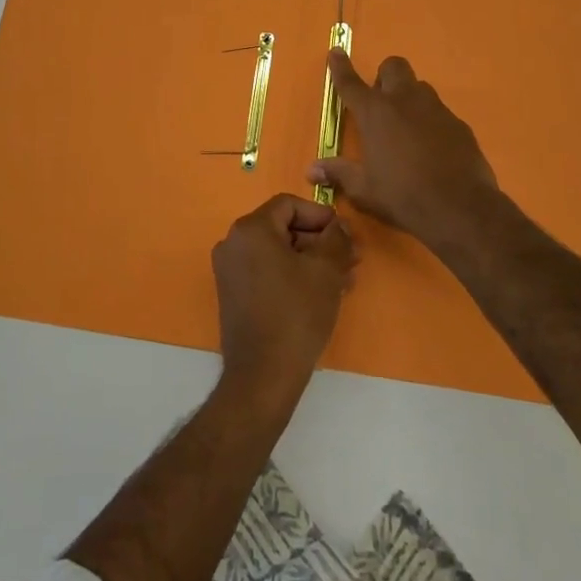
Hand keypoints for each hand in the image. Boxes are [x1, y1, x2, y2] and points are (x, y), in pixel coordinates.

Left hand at [212, 193, 355, 409]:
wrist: (263, 376)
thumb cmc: (296, 314)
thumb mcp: (326, 270)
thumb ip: (335, 238)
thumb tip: (338, 226)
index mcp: (250, 229)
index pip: (289, 205)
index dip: (321, 215)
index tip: (345, 235)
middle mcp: (233, 243)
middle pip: (283, 228)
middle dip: (320, 241)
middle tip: (351, 259)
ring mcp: (230, 271)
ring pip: (278, 253)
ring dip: (311, 261)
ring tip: (344, 280)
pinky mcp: (234, 295)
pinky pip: (267, 272)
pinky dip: (293, 276)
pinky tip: (321, 294)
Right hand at [308, 50, 502, 248]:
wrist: (460, 208)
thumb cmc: (402, 196)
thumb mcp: (364, 190)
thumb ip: (339, 174)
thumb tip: (312, 170)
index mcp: (374, 113)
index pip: (351, 83)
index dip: (341, 67)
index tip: (336, 52)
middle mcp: (404, 101)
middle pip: (393, 66)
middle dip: (384, 76)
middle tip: (380, 103)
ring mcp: (436, 109)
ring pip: (419, 87)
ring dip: (409, 98)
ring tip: (406, 128)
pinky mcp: (459, 124)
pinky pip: (440, 112)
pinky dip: (431, 122)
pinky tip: (432, 148)